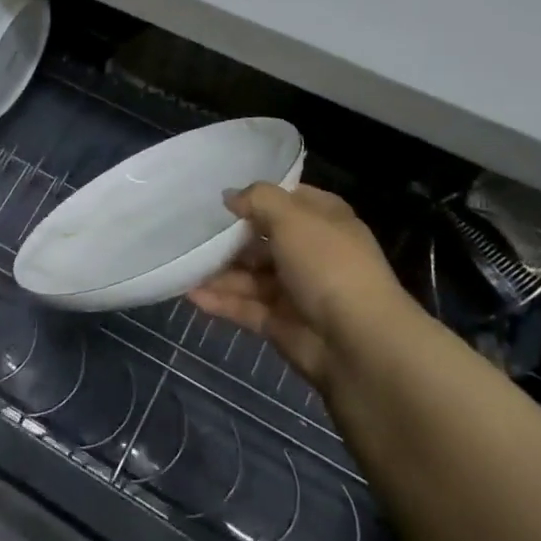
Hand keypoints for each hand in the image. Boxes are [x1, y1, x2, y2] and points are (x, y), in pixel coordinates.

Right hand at [187, 184, 406, 391]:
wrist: (358, 343)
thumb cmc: (328, 265)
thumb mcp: (292, 217)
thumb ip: (258, 200)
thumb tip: (231, 196)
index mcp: (325, 221)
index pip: (289, 200)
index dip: (258, 197)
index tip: (221, 197)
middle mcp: (312, 253)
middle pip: (263, 239)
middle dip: (230, 238)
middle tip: (191, 232)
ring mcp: (297, 291)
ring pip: (251, 275)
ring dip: (219, 271)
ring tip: (183, 264)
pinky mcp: (282, 323)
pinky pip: (245, 307)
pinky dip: (220, 301)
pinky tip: (190, 293)